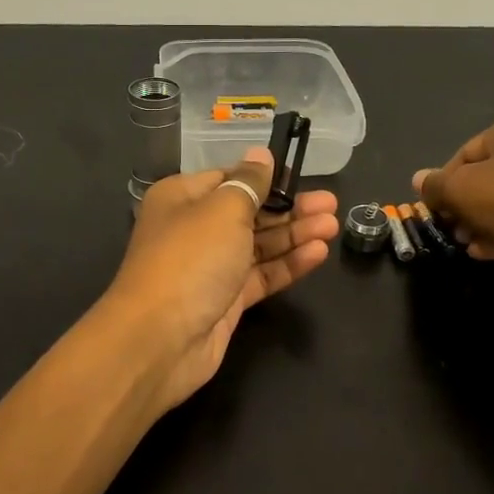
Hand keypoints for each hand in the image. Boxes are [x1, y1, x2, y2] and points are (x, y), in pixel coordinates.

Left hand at [102, 150, 338, 410]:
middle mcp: (194, 230)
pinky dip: (288, 265)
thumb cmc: (190, 259)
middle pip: (248, 213)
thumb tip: (261, 156)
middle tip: (331, 204)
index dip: (264, 178)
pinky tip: (318, 254)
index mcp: (182, 198)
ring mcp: (210, 268)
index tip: (300, 176)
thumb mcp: (223, 210)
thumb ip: (249, 184)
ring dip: (294, 235)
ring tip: (333, 226)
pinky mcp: (225, 300)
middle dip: (289, 208)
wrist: (160, 338)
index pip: (228, 179)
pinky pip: (261, 275)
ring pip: (258, 245)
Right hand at [413, 108, 493, 271]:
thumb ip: (436, 186)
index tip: (436, 212)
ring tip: (473, 245)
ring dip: (489, 221)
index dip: (445, 184)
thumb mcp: (461, 191)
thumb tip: (419, 180)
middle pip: (493, 175)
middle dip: (469, 206)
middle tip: (455, 231)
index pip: (466, 152)